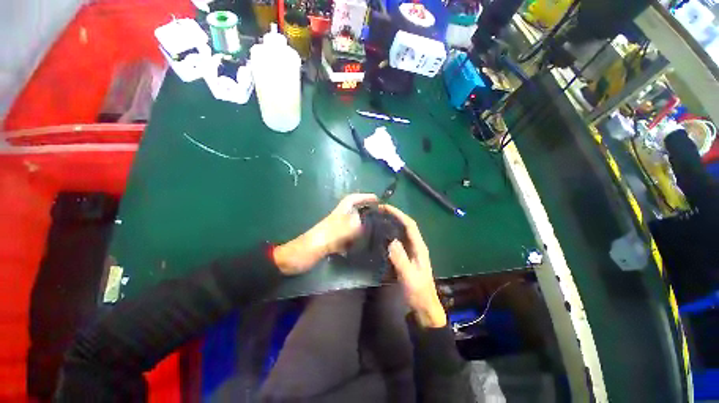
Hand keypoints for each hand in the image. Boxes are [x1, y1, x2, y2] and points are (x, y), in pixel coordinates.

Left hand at [273, 193, 377, 274]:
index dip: (363, 197)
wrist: (292, 261)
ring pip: (353, 226)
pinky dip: (356, 242)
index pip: (350, 201)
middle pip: (354, 212)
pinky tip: (363, 248)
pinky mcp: (332, 244)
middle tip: (382, 218)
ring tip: (378, 232)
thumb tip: (362, 222)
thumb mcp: (326, 238)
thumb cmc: (307, 247)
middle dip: (367, 212)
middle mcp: (337, 222)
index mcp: (335, 217)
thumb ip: (343, 230)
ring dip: (364, 227)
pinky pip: (349, 240)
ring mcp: (335, 233)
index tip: (377, 199)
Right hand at [380, 204, 446, 327]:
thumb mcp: (408, 277)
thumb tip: (391, 241)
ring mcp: (412, 251)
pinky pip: (398, 240)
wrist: (423, 306)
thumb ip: (400, 259)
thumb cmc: (417, 292)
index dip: (398, 214)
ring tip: (379, 217)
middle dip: (394, 215)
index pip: (410, 225)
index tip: (385, 208)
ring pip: (402, 232)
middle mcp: (416, 245)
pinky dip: (391, 233)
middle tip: (379, 210)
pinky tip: (382, 234)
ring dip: (393, 222)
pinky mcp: (406, 256)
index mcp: (419, 247)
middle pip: (406, 225)